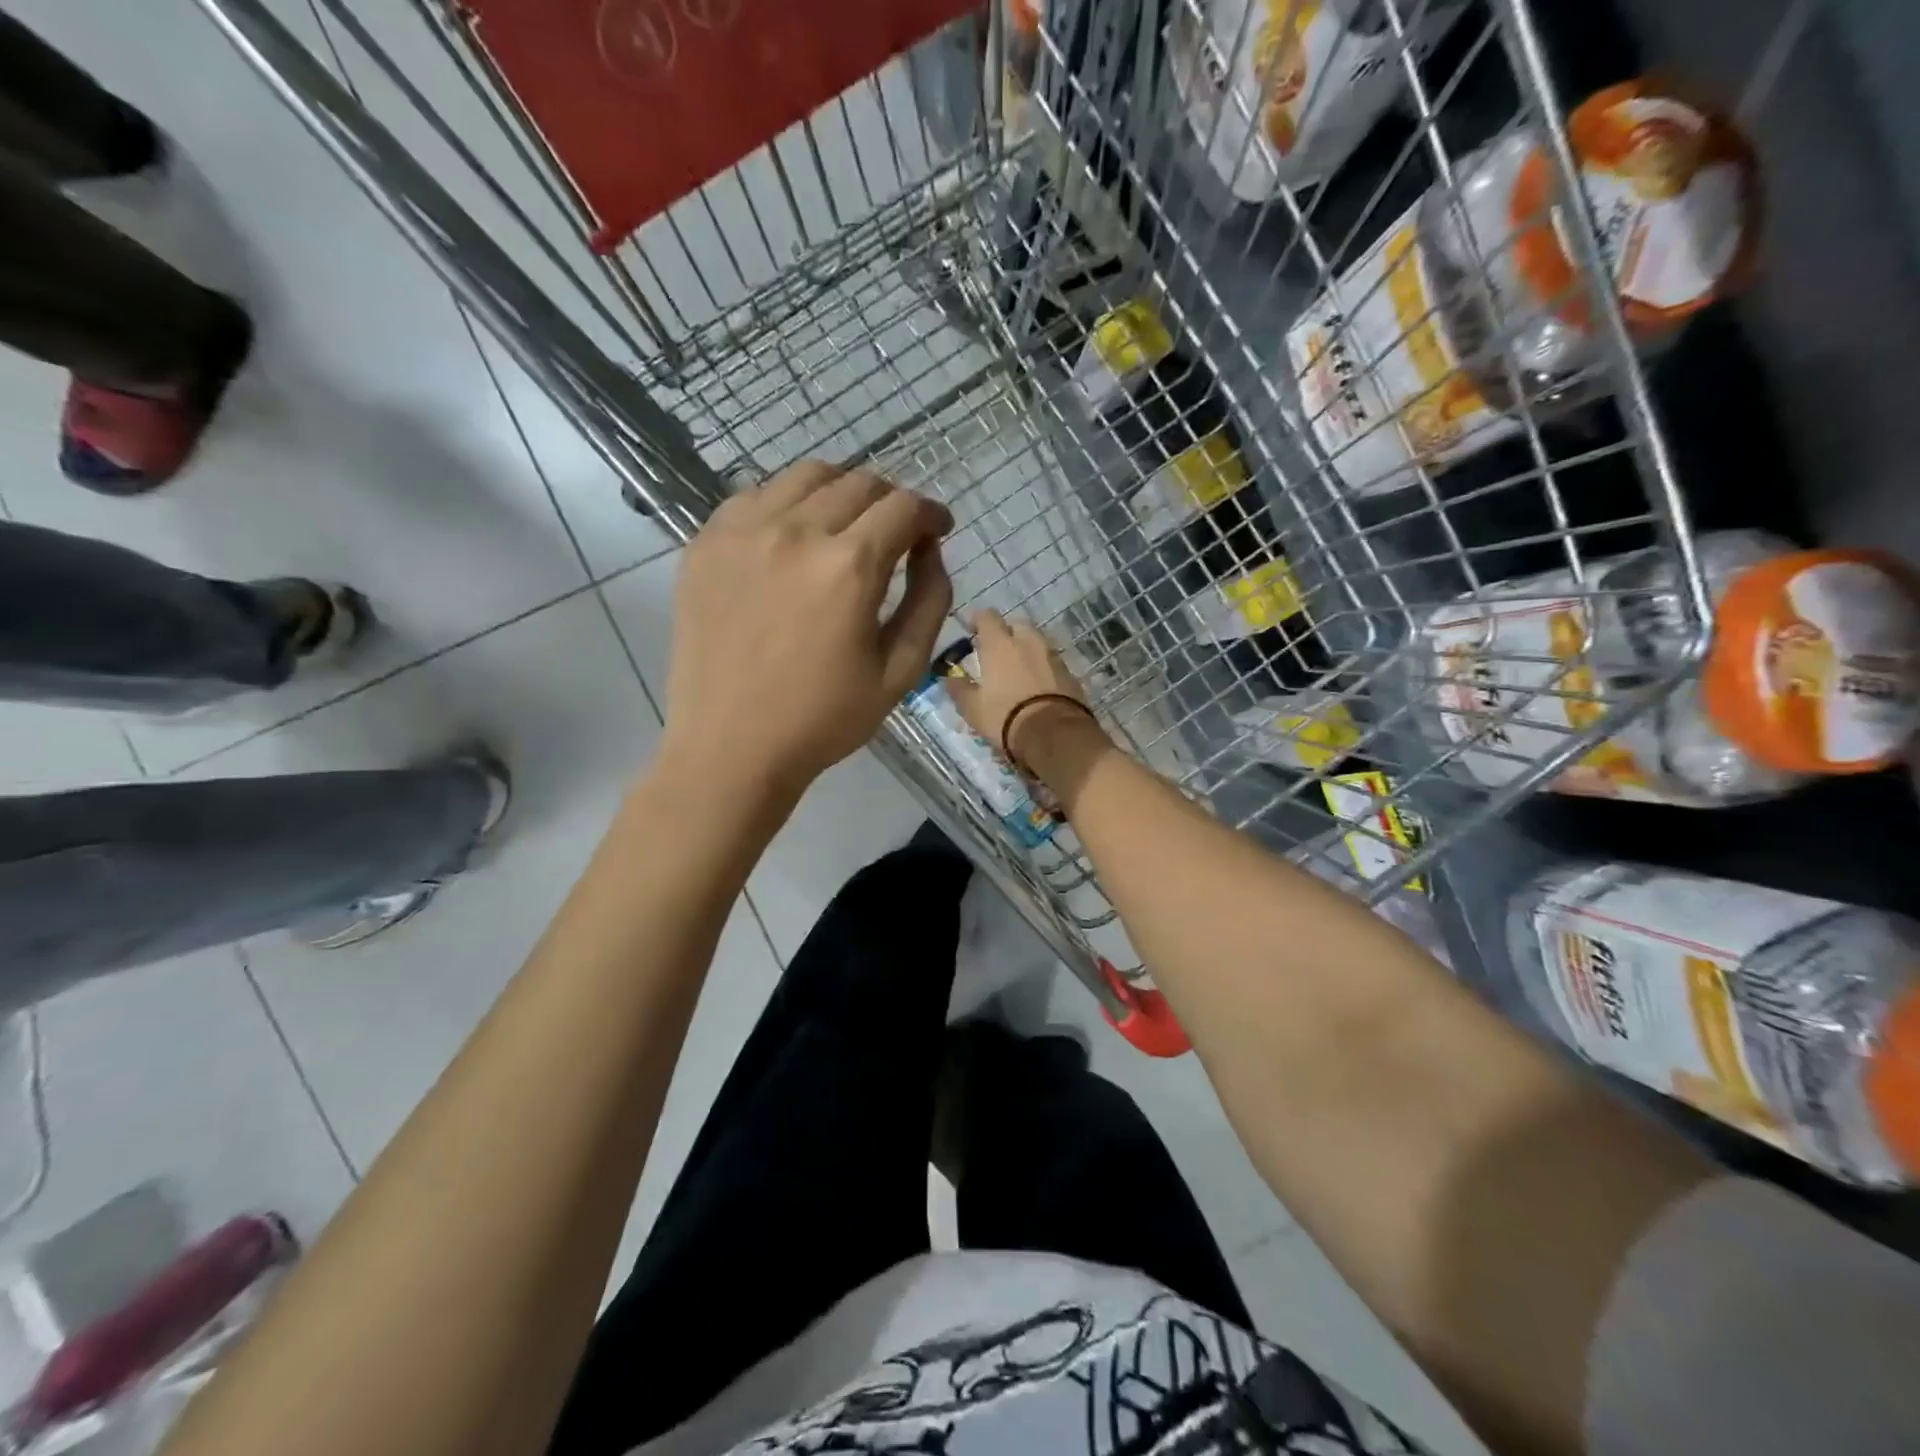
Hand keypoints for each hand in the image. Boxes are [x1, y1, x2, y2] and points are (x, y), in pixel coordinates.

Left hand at [660, 461, 952, 798]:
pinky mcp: (705, 543)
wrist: (730, 747)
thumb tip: (931, 550)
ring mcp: (742, 531)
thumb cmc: (824, 719)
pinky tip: (793, 537)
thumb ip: (930, 601)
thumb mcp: (901, 671)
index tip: (938, 529)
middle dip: (891, 502)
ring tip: (847, 525)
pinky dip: (787, 503)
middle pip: (858, 483)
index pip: (903, 507)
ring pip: (805, 476)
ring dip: (840, 491)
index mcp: (848, 567)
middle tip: (897, 533)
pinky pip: (756, 496)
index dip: (931, 513)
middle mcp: (794, 531)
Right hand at [946, 609, 1093, 761]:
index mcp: (1000, 644)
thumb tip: (949, 678)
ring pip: (1036, 643)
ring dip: (1026, 650)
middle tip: (996, 653)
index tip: (971, 631)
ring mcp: (1052, 655)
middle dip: (1006, 634)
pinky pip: (1051, 662)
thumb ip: (959, 689)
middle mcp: (1028, 641)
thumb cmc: (1006, 717)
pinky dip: (1042, 668)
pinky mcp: (1070, 673)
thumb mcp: (973, 708)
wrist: (1055, 734)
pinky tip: (1037, 686)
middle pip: (1016, 625)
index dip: (977, 620)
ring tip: (1017, 671)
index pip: (987, 616)